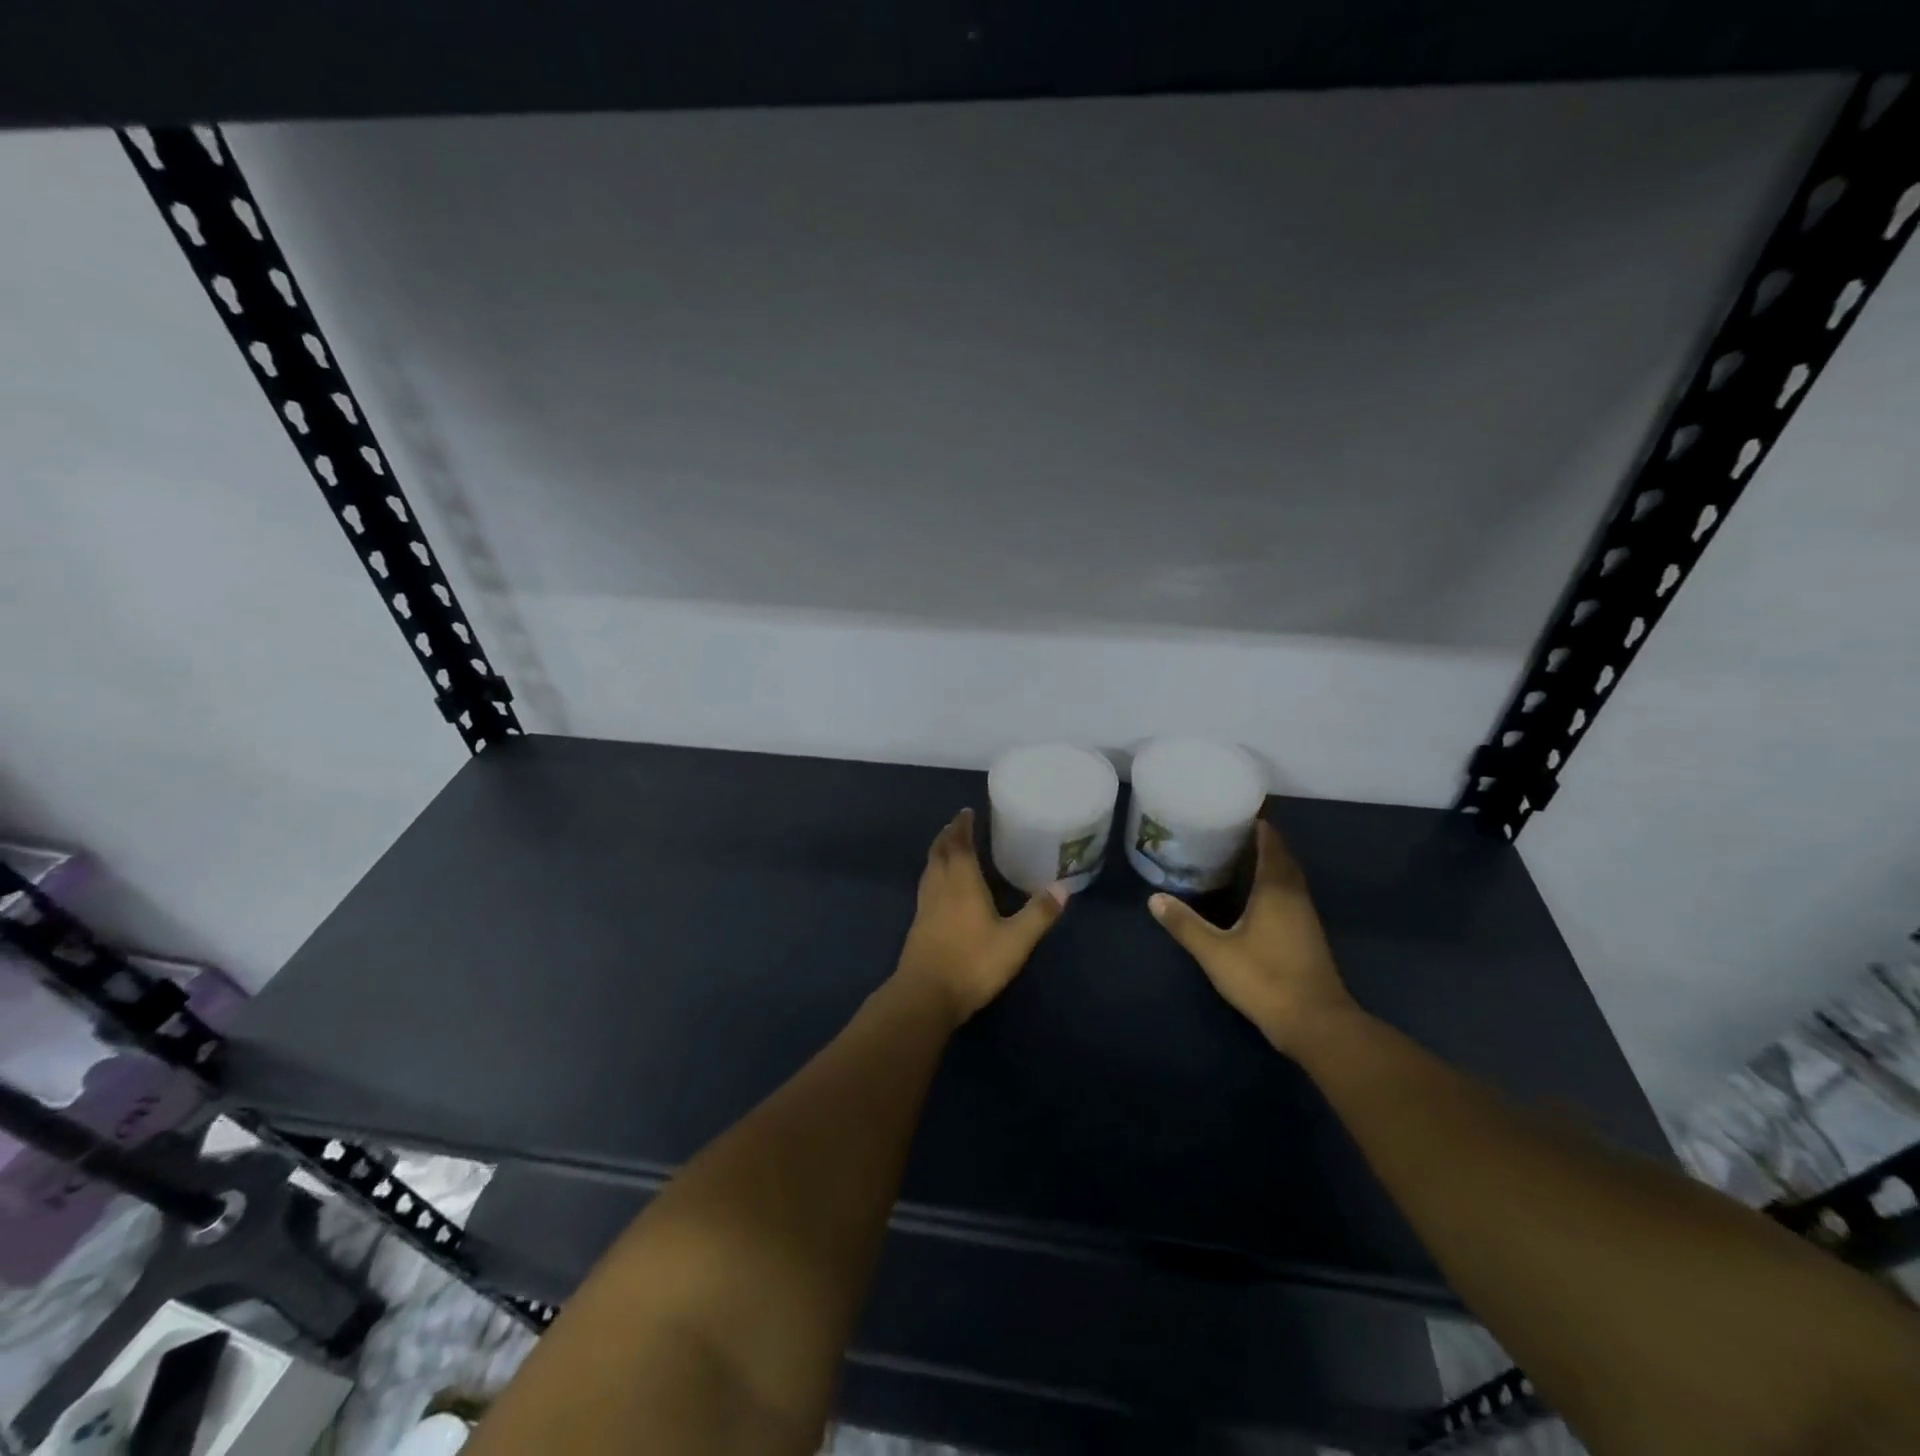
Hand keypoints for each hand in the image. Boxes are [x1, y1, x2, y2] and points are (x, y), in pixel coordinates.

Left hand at [894, 809, 1066, 1025]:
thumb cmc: (972, 963)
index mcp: (962, 883)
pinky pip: (926, 886)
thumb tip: (1063, 887)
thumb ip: (1038, 914)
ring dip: (938, 853)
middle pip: (939, 852)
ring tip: (947, 847)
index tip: (967, 811)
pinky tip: (940, 887)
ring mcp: (925, 907)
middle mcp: (940, 888)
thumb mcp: (1015, 941)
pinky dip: (934, 874)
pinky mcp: (918, 925)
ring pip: (929, 869)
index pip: (959, 845)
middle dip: (948, 835)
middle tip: (957, 824)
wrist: (925, 996)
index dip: (962, 826)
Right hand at [1149, 820, 1356, 1055]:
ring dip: (1269, 864)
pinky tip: (1253, 895)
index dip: (1258, 825)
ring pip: (1288, 878)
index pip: (1271, 844)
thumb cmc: (1265, 979)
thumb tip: (1154, 898)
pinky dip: (1273, 885)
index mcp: (1276, 889)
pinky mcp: (1307, 936)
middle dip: (1261, 841)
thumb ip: (1185, 924)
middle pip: (1282, 858)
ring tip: (1237, 857)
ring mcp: (1305, 917)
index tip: (1236, 812)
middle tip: (1229, 832)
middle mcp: (1295, 895)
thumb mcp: (1215, 952)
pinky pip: (1290, 895)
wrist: (1316, 1023)